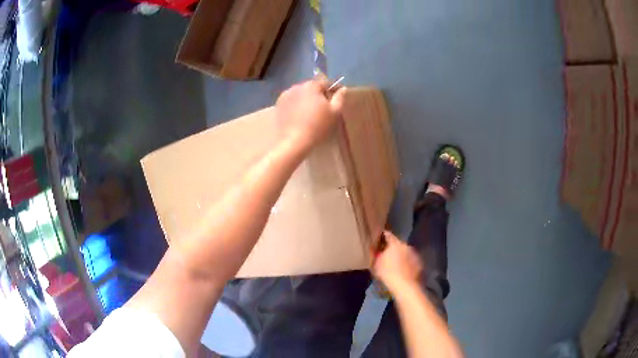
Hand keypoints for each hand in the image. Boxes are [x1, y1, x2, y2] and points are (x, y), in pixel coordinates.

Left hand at [275, 79, 345, 150]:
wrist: (293, 141)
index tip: (338, 95)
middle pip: (311, 87)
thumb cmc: (317, 126)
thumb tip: (342, 89)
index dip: (333, 88)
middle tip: (324, 105)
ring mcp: (285, 95)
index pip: (326, 83)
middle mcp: (297, 86)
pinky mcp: (278, 105)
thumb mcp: (335, 112)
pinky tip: (298, 115)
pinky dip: (295, 105)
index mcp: (312, 86)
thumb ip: (339, 98)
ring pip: (300, 94)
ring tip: (310, 111)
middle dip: (318, 93)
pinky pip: (291, 101)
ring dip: (306, 99)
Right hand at [371, 231, 422, 291]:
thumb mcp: (376, 264)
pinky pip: (411, 260)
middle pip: (398, 244)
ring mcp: (414, 254)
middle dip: (393, 248)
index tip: (380, 238)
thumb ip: (376, 254)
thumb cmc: (388, 274)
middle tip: (387, 254)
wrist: (405, 285)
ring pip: (406, 252)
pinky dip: (407, 262)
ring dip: (401, 255)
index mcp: (395, 244)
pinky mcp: (419, 262)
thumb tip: (375, 249)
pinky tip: (404, 270)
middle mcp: (406, 246)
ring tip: (396, 264)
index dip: (383, 236)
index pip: (388, 235)